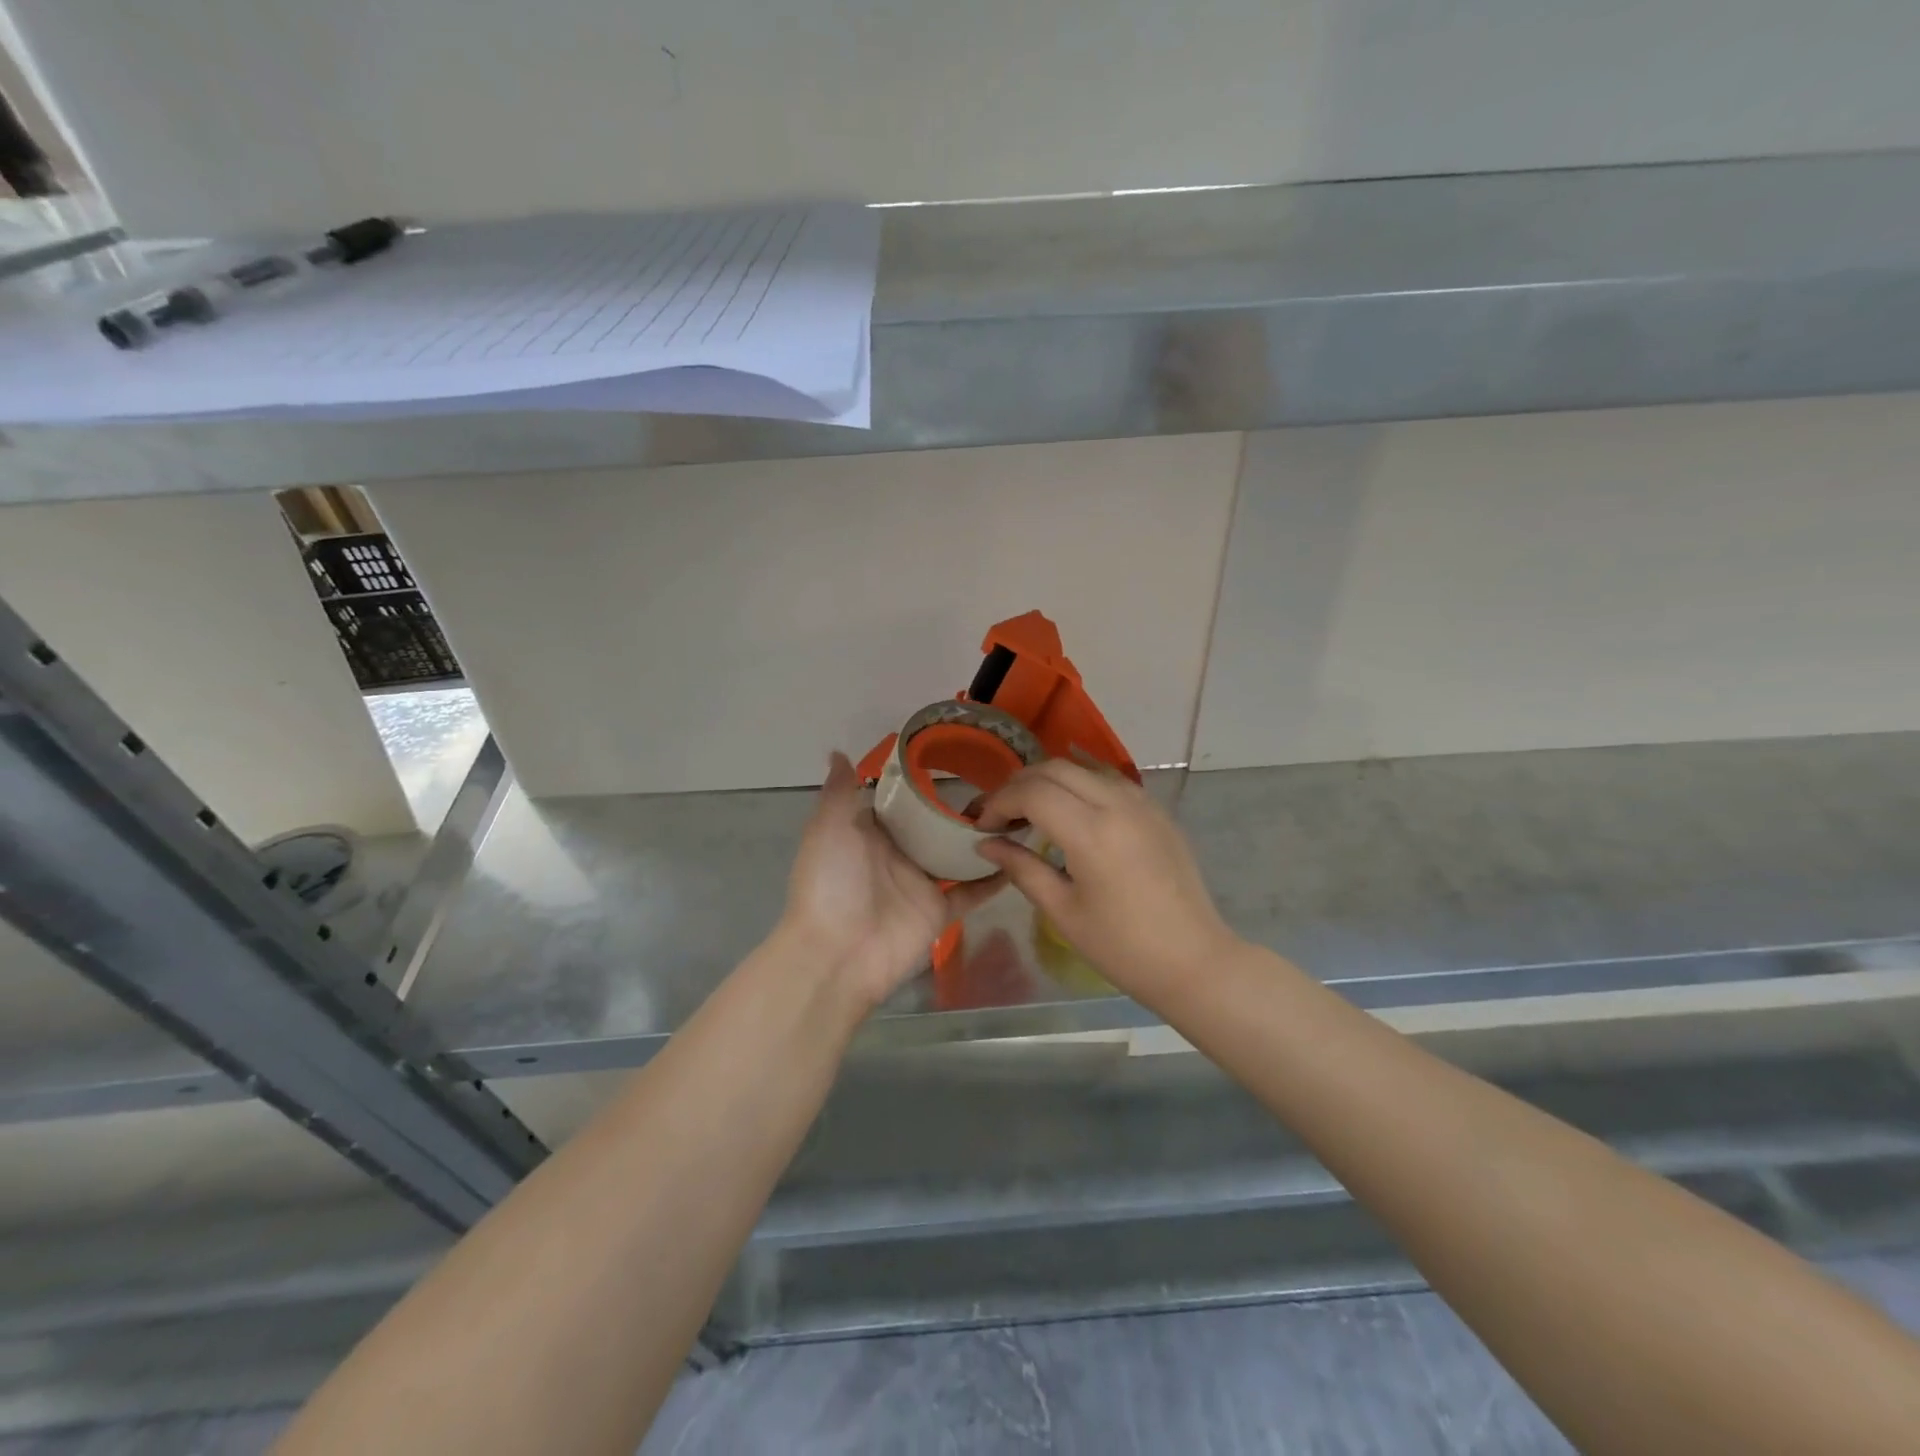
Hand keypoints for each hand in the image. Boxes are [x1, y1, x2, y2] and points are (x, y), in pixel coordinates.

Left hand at [780, 752, 1004, 1011]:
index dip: (920, 781)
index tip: (951, 755)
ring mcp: (920, 884)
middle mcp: (897, 855)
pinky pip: (971, 892)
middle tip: (998, 781)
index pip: (898, 802)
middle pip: (932, 827)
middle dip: (958, 808)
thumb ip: (839, 791)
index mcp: (868, 833)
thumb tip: (839, 751)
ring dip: (979, 839)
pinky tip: (1020, 857)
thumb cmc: (830, 883)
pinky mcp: (940, 911)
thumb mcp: (828, 828)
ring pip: (955, 856)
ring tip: (1015, 811)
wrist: (837, 954)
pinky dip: (993, 879)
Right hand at [975, 760, 1240, 1004]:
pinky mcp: (1158, 811)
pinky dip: (1080, 786)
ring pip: (1084, 769)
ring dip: (1050, 781)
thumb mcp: (1063, 911)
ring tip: (1032, 812)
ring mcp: (1142, 803)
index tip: (982, 826)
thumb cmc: (1122, 947)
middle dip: (1020, 784)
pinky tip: (1071, 814)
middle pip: (1055, 768)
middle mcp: (1117, 804)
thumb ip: (1022, 868)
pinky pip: (1110, 782)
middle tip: (1001, 814)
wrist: (1194, 960)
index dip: (999, 802)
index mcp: (1091, 832)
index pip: (1032, 792)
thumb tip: (986, 844)